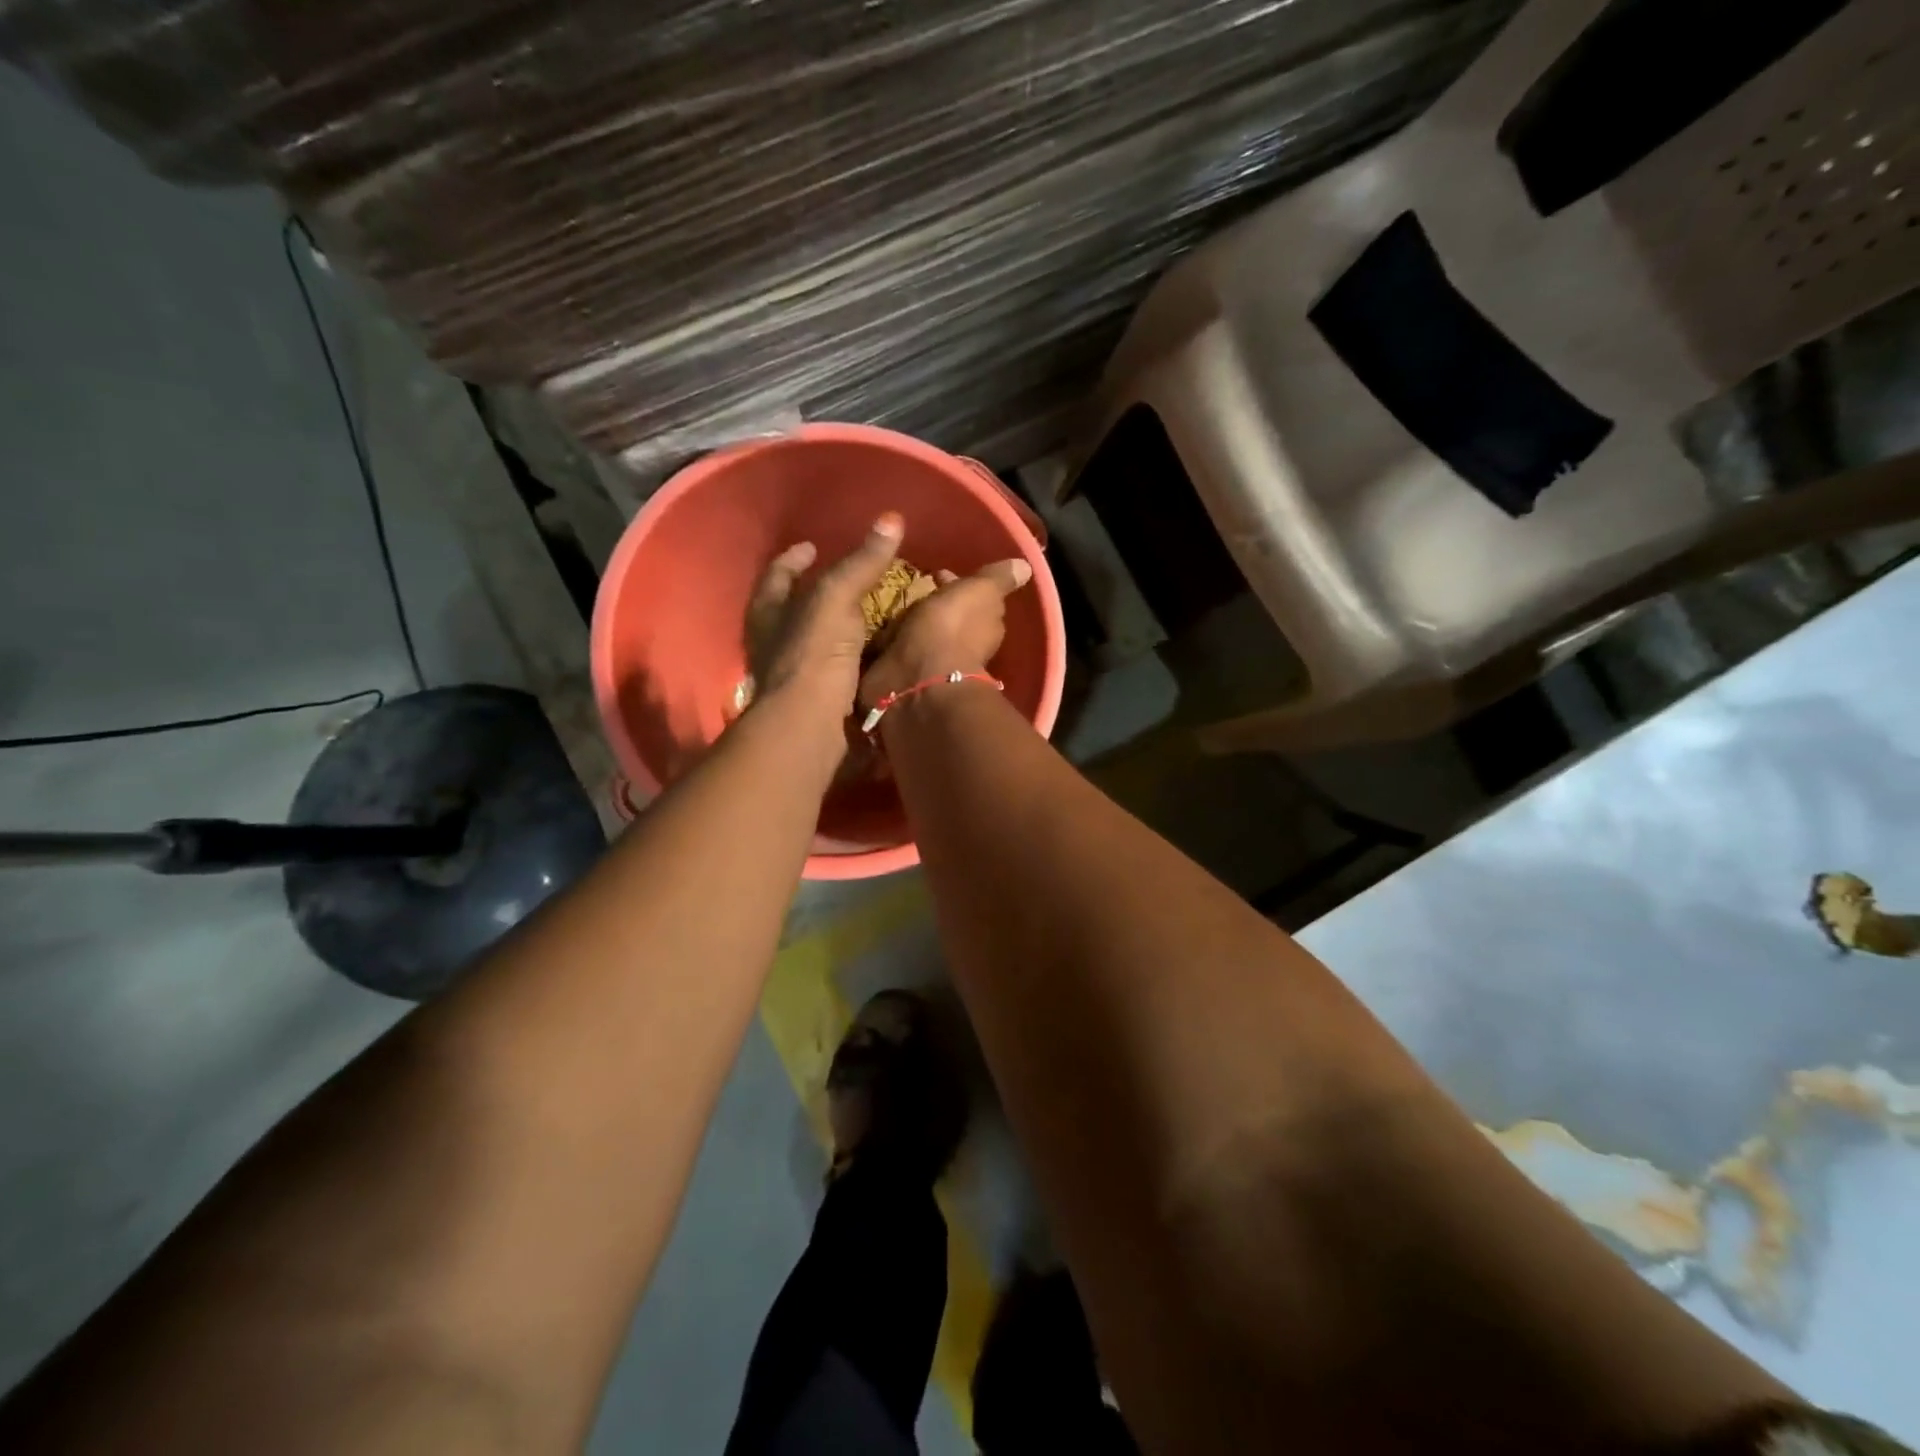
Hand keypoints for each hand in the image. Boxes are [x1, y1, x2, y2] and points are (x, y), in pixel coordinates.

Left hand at [745, 513, 904, 722]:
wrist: (811, 726)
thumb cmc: (812, 655)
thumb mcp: (836, 599)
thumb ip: (861, 563)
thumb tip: (891, 519)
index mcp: (768, 612)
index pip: (777, 574)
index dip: (793, 559)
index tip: (810, 546)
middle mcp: (774, 642)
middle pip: (791, 609)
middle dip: (814, 593)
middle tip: (844, 579)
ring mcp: (794, 675)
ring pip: (814, 642)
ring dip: (837, 628)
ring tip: (867, 614)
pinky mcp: (817, 702)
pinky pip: (837, 671)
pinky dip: (854, 660)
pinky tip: (876, 653)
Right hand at [860, 557, 1033, 709]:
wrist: (917, 679)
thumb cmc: (952, 629)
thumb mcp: (982, 592)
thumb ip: (999, 579)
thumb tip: (1025, 567)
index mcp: (984, 622)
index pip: (973, 598)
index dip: (958, 584)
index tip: (939, 573)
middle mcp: (962, 643)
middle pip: (947, 615)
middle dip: (934, 602)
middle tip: (914, 588)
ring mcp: (932, 660)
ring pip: (922, 632)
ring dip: (911, 621)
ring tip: (893, 605)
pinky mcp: (902, 672)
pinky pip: (896, 649)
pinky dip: (891, 640)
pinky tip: (881, 630)